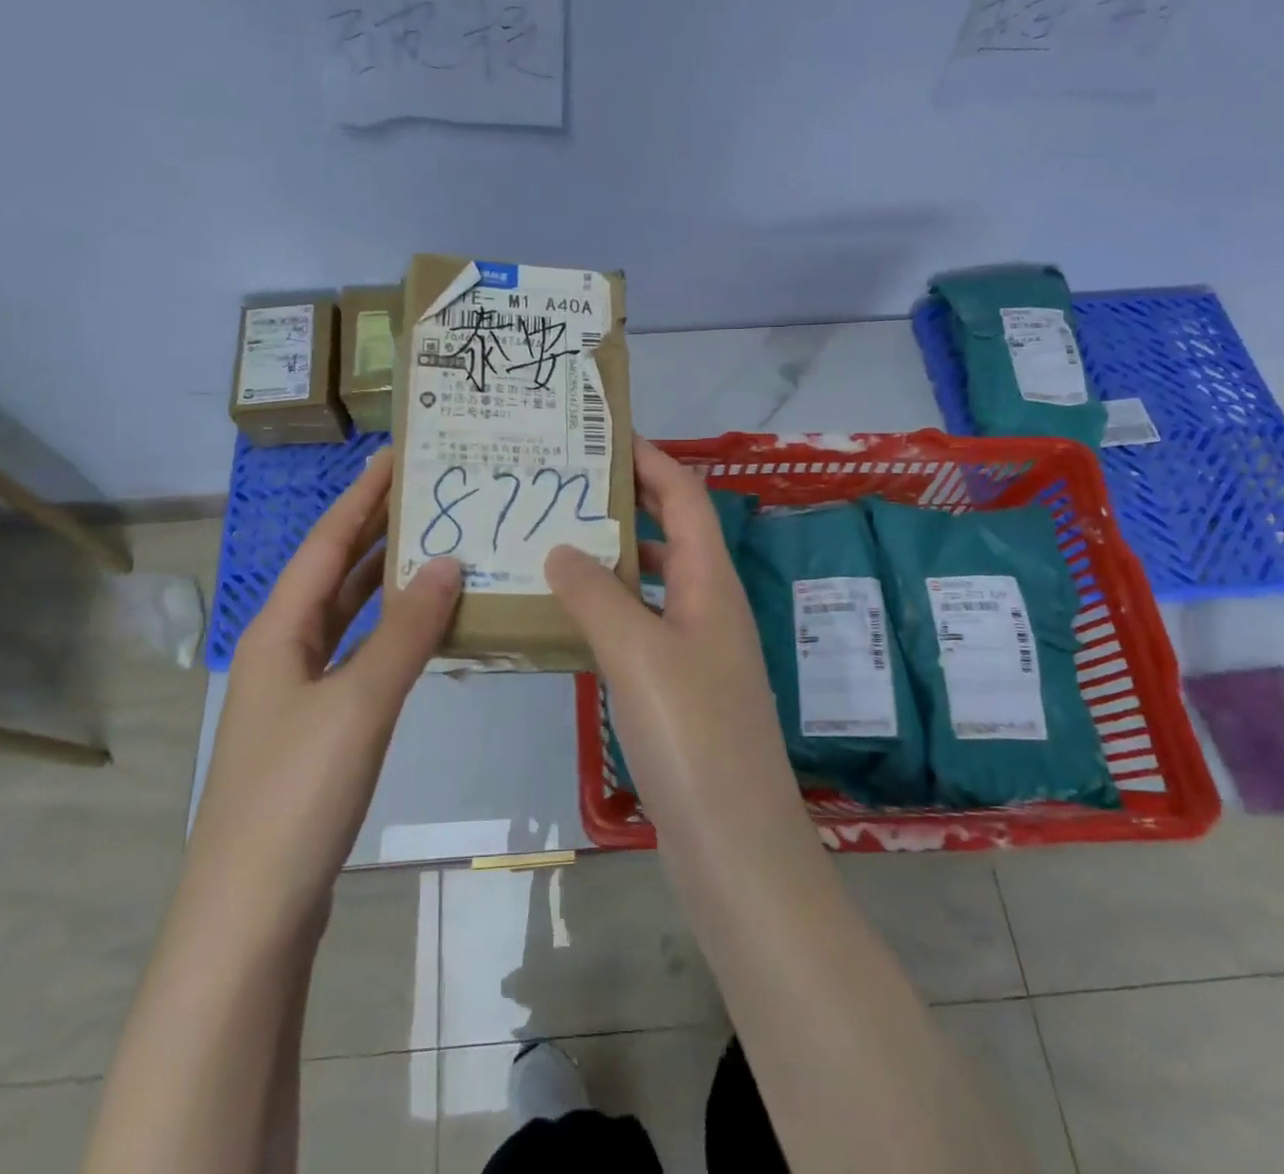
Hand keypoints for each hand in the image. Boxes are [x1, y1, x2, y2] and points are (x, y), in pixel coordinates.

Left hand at [190, 450, 462, 920]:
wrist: (251, 913)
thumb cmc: (297, 794)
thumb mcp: (359, 703)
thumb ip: (407, 631)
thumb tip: (448, 561)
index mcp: (279, 630)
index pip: (328, 542)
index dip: (363, 495)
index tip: (398, 453)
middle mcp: (284, 649)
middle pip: (335, 572)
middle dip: (377, 528)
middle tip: (429, 491)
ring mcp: (299, 691)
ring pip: (348, 615)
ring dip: (387, 580)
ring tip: (437, 545)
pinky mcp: (318, 727)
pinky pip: (360, 654)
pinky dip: (391, 631)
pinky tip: (424, 628)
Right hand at [544, 438, 813, 861]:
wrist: (735, 848)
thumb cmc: (693, 737)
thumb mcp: (638, 653)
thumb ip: (596, 594)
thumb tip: (561, 547)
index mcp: (711, 582)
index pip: (684, 496)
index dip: (649, 459)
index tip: (601, 436)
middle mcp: (708, 606)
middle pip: (667, 532)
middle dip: (622, 502)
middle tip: (560, 486)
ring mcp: (695, 651)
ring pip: (650, 582)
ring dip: (608, 559)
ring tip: (548, 541)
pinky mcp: (678, 690)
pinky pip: (639, 628)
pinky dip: (605, 611)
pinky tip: (563, 619)